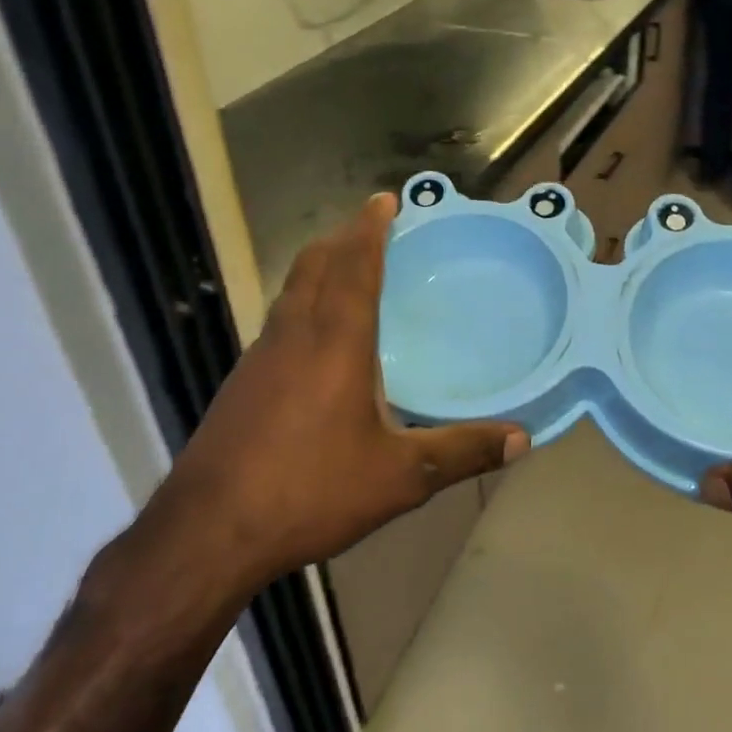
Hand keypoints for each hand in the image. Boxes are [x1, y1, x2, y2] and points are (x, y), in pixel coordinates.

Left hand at [91, 195, 525, 642]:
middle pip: (313, 265)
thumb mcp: (399, 477)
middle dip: (342, 239)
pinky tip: (314, 342)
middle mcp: (293, 336)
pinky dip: (301, 305)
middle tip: (371, 229)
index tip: (384, 199)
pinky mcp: (240, 384)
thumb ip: (462, 452)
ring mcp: (258, 358)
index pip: (353, 266)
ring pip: (290, 291)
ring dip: (318, 269)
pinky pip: (277, 322)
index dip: (369, 229)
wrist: (209, 532)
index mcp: (335, 341)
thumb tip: (523, 440)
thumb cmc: (310, 491)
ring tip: (346, 272)